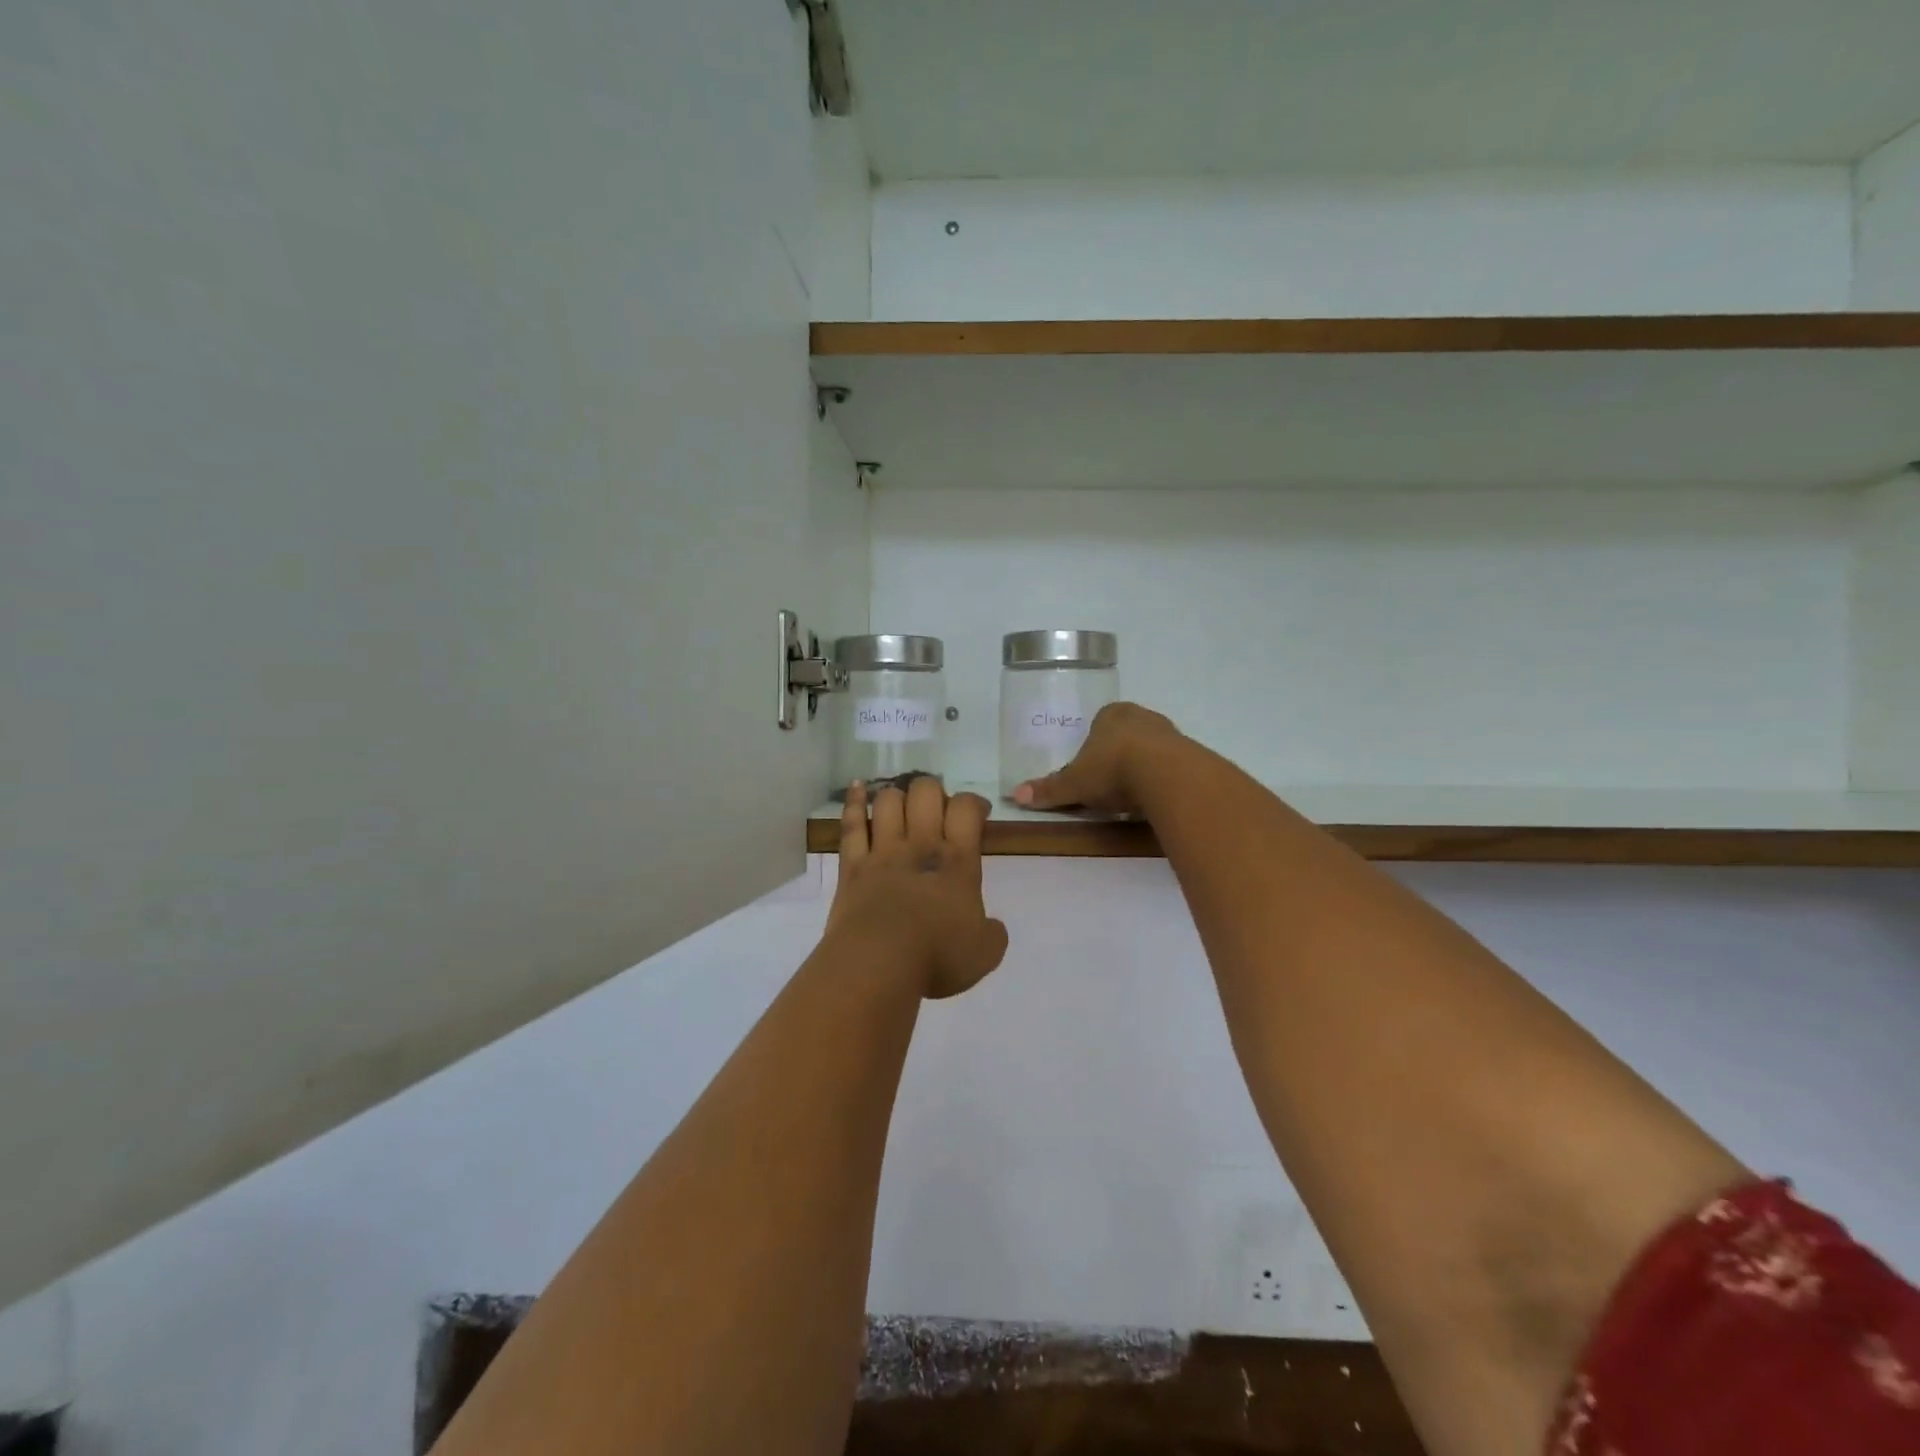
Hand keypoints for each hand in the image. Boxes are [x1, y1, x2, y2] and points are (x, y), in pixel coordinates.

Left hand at [829, 777, 1008, 999]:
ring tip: (902, 807)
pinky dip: (853, 802)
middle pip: (925, 792)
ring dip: (897, 796)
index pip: (966, 809)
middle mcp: (920, 845)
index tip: (978, 814)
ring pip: (887, 801)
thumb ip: (993, 934)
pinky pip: (851, 825)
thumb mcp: (984, 953)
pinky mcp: (851, 866)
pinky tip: (856, 788)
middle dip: (934, 791)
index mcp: (957, 862)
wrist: (878, 964)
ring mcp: (882, 852)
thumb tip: (992, 927)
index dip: (973, 803)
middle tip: (937, 811)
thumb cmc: (936, 957)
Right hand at [1013, 702, 1182, 815]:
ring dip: (1143, 767)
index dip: (1094, 745)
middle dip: (1119, 755)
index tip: (1091, 768)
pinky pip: (1171, 766)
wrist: (1166, 775)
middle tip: (1109, 783)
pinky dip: (1163, 779)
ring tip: (1133, 796)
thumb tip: (1015, 795)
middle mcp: (1141, 716)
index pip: (1100, 723)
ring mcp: (1170, 732)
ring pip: (1151, 749)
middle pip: (1126, 735)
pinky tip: (1156, 798)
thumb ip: (1050, 789)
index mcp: (1111, 714)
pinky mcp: (1191, 753)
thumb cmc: (1112, 769)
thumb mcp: (1075, 784)